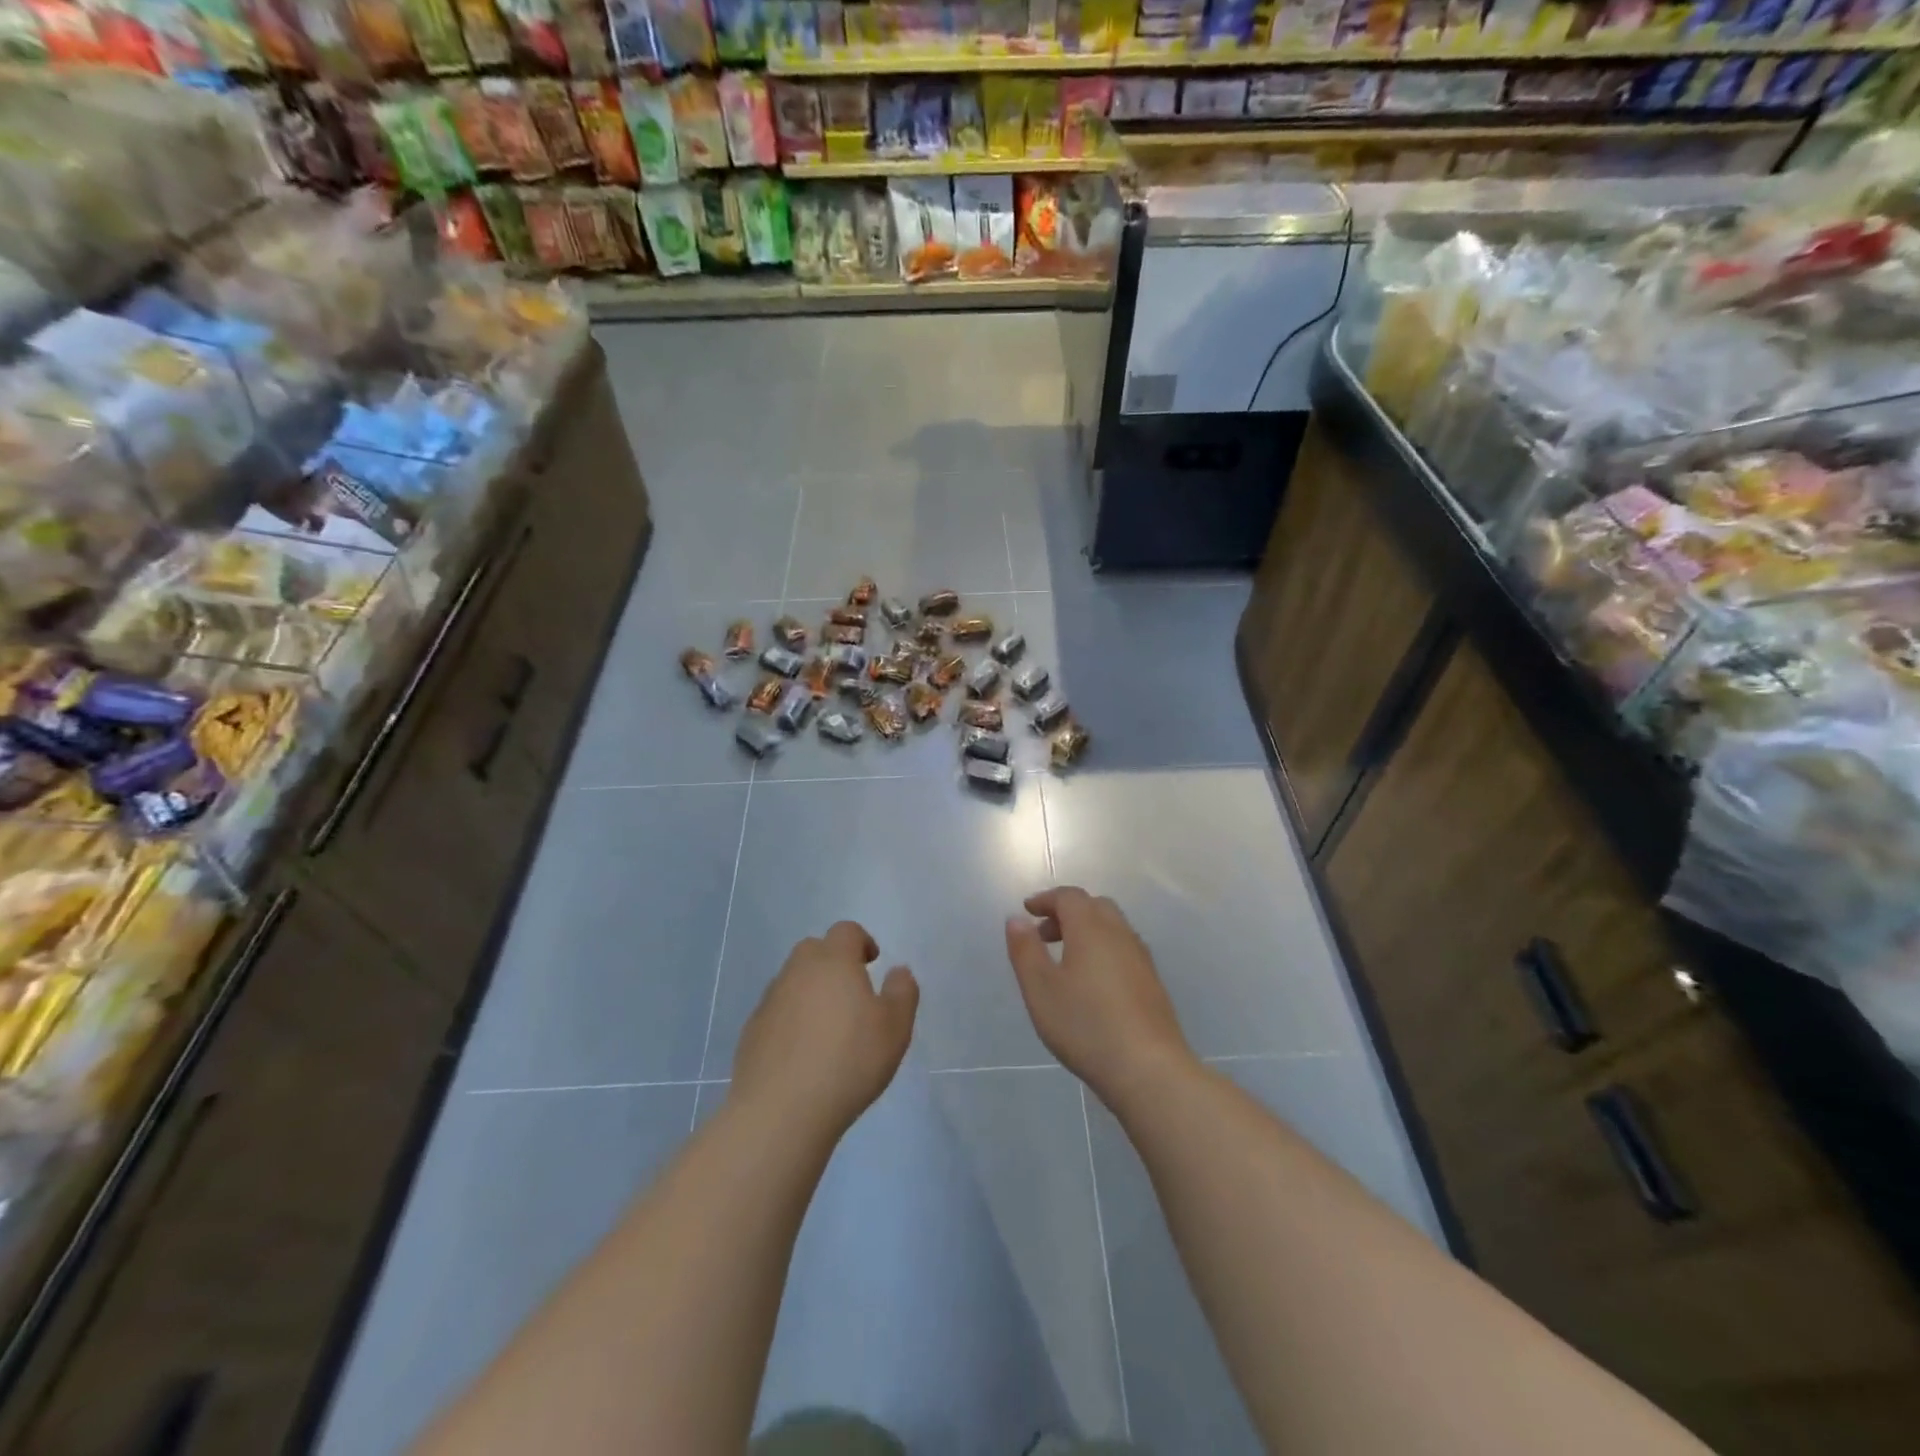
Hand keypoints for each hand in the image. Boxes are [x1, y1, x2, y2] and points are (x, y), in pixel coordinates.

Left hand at [730, 921, 918, 1140]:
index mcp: (834, 961)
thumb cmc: (848, 1062)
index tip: (872, 963)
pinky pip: (778, 1011)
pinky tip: (803, 1053)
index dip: (862, 942)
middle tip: (852, 993)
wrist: (780, 1110)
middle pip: (815, 950)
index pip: (846, 931)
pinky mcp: (752, 1030)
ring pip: (793, 980)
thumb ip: (902, 992)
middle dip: (834, 962)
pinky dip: (791, 1019)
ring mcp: (770, 1000)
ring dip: (811, 991)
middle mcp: (798, 971)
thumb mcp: (895, 1028)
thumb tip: (898, 971)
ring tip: (828, 1027)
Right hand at [1005, 887, 1194, 1103]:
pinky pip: (1123, 948)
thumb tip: (1016, 919)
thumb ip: (1025, 950)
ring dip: (1086, 931)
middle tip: (1044, 935)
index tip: (1027, 911)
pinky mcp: (1152, 982)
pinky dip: (1103, 949)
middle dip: (1066, 912)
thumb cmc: (1086, 1025)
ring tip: (1065, 960)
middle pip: (1094, 906)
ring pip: (1112, 927)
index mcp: (1091, 928)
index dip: (1046, 899)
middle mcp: (1120, 934)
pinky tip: (1093, 983)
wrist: (1149, 1069)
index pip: (1069, 897)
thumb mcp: (1041, 989)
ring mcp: (1141, 958)